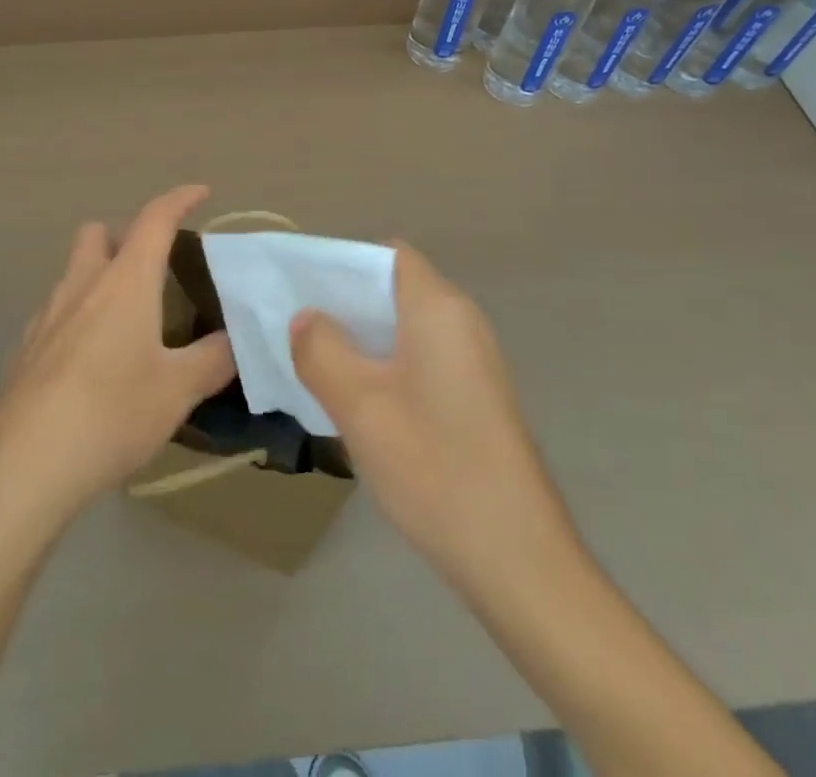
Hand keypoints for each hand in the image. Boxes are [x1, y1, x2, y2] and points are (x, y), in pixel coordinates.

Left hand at [0, 185, 236, 530]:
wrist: (26, 466)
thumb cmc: (113, 413)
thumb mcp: (178, 389)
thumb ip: (214, 359)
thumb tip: (236, 340)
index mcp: (125, 282)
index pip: (154, 219)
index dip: (179, 199)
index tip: (201, 192)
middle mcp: (82, 286)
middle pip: (98, 233)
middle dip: (126, 236)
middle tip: (153, 268)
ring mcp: (46, 316)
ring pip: (74, 273)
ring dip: (101, 277)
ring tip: (127, 322)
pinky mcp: (24, 349)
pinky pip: (56, 313)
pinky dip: (78, 316)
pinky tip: (91, 361)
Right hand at [290, 244, 579, 589]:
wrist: (518, 561)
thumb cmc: (434, 467)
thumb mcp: (360, 405)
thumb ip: (321, 350)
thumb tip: (306, 319)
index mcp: (439, 309)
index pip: (386, 255)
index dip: (341, 263)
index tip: (302, 288)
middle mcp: (462, 323)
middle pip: (393, 289)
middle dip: (344, 304)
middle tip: (297, 329)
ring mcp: (473, 362)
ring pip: (404, 328)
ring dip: (361, 339)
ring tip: (316, 364)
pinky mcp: (475, 397)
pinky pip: (419, 359)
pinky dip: (384, 365)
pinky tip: (357, 402)